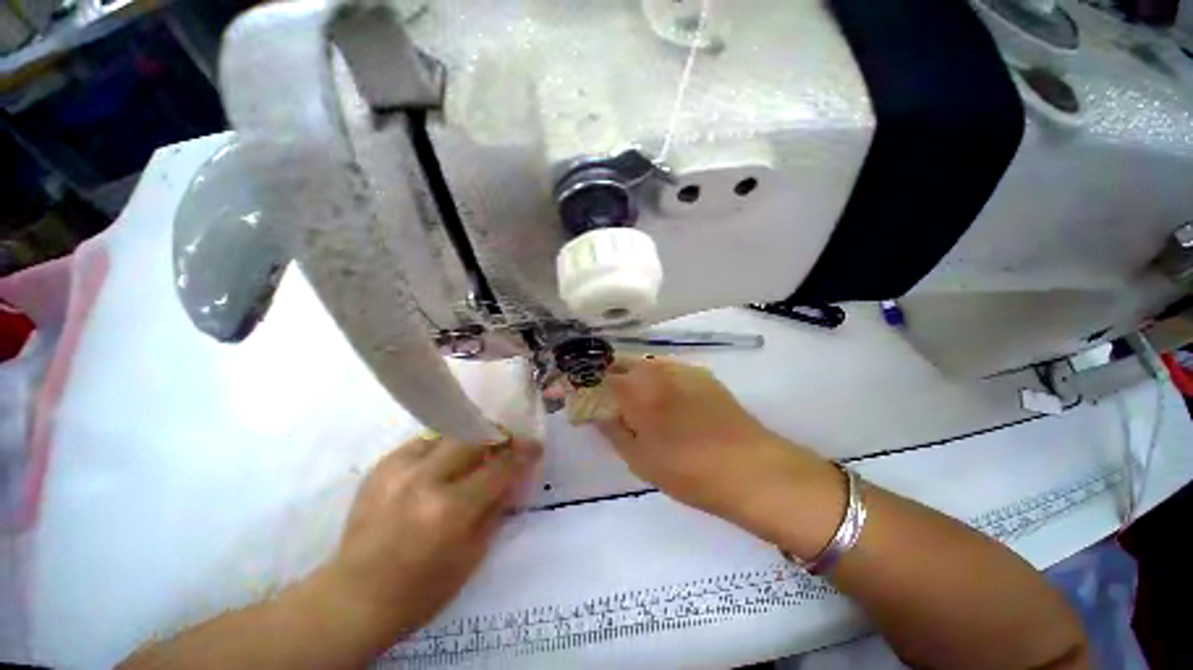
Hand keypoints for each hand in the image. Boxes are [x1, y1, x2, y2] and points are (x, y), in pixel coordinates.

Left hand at [326, 434, 541, 636]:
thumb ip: (497, 506)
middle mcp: (425, 479)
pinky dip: (442, 448)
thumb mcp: (473, 554)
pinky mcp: (382, 466)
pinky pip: (424, 443)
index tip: (535, 445)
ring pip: (449, 433)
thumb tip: (515, 474)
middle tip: (507, 442)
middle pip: (474, 436)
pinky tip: (443, 465)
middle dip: (498, 434)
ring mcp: (399, 468)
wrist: (354, 598)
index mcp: (451, 509)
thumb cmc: (421, 589)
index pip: (499, 467)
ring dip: (470, 439)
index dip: (523, 453)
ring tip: (477, 451)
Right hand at [597, 358, 832, 532]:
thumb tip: (597, 413)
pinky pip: (667, 367)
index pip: (600, 377)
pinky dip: (655, 376)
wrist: (751, 468)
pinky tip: (662, 396)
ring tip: (633, 398)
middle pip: (621, 363)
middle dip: (608, 376)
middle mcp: (655, 370)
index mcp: (636, 391)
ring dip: (631, 375)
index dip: (588, 384)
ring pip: (644, 363)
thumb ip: (613, 430)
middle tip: (607, 398)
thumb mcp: (640, 459)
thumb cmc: (688, 471)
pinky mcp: (700, 374)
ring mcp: (680, 368)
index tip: (583, 395)